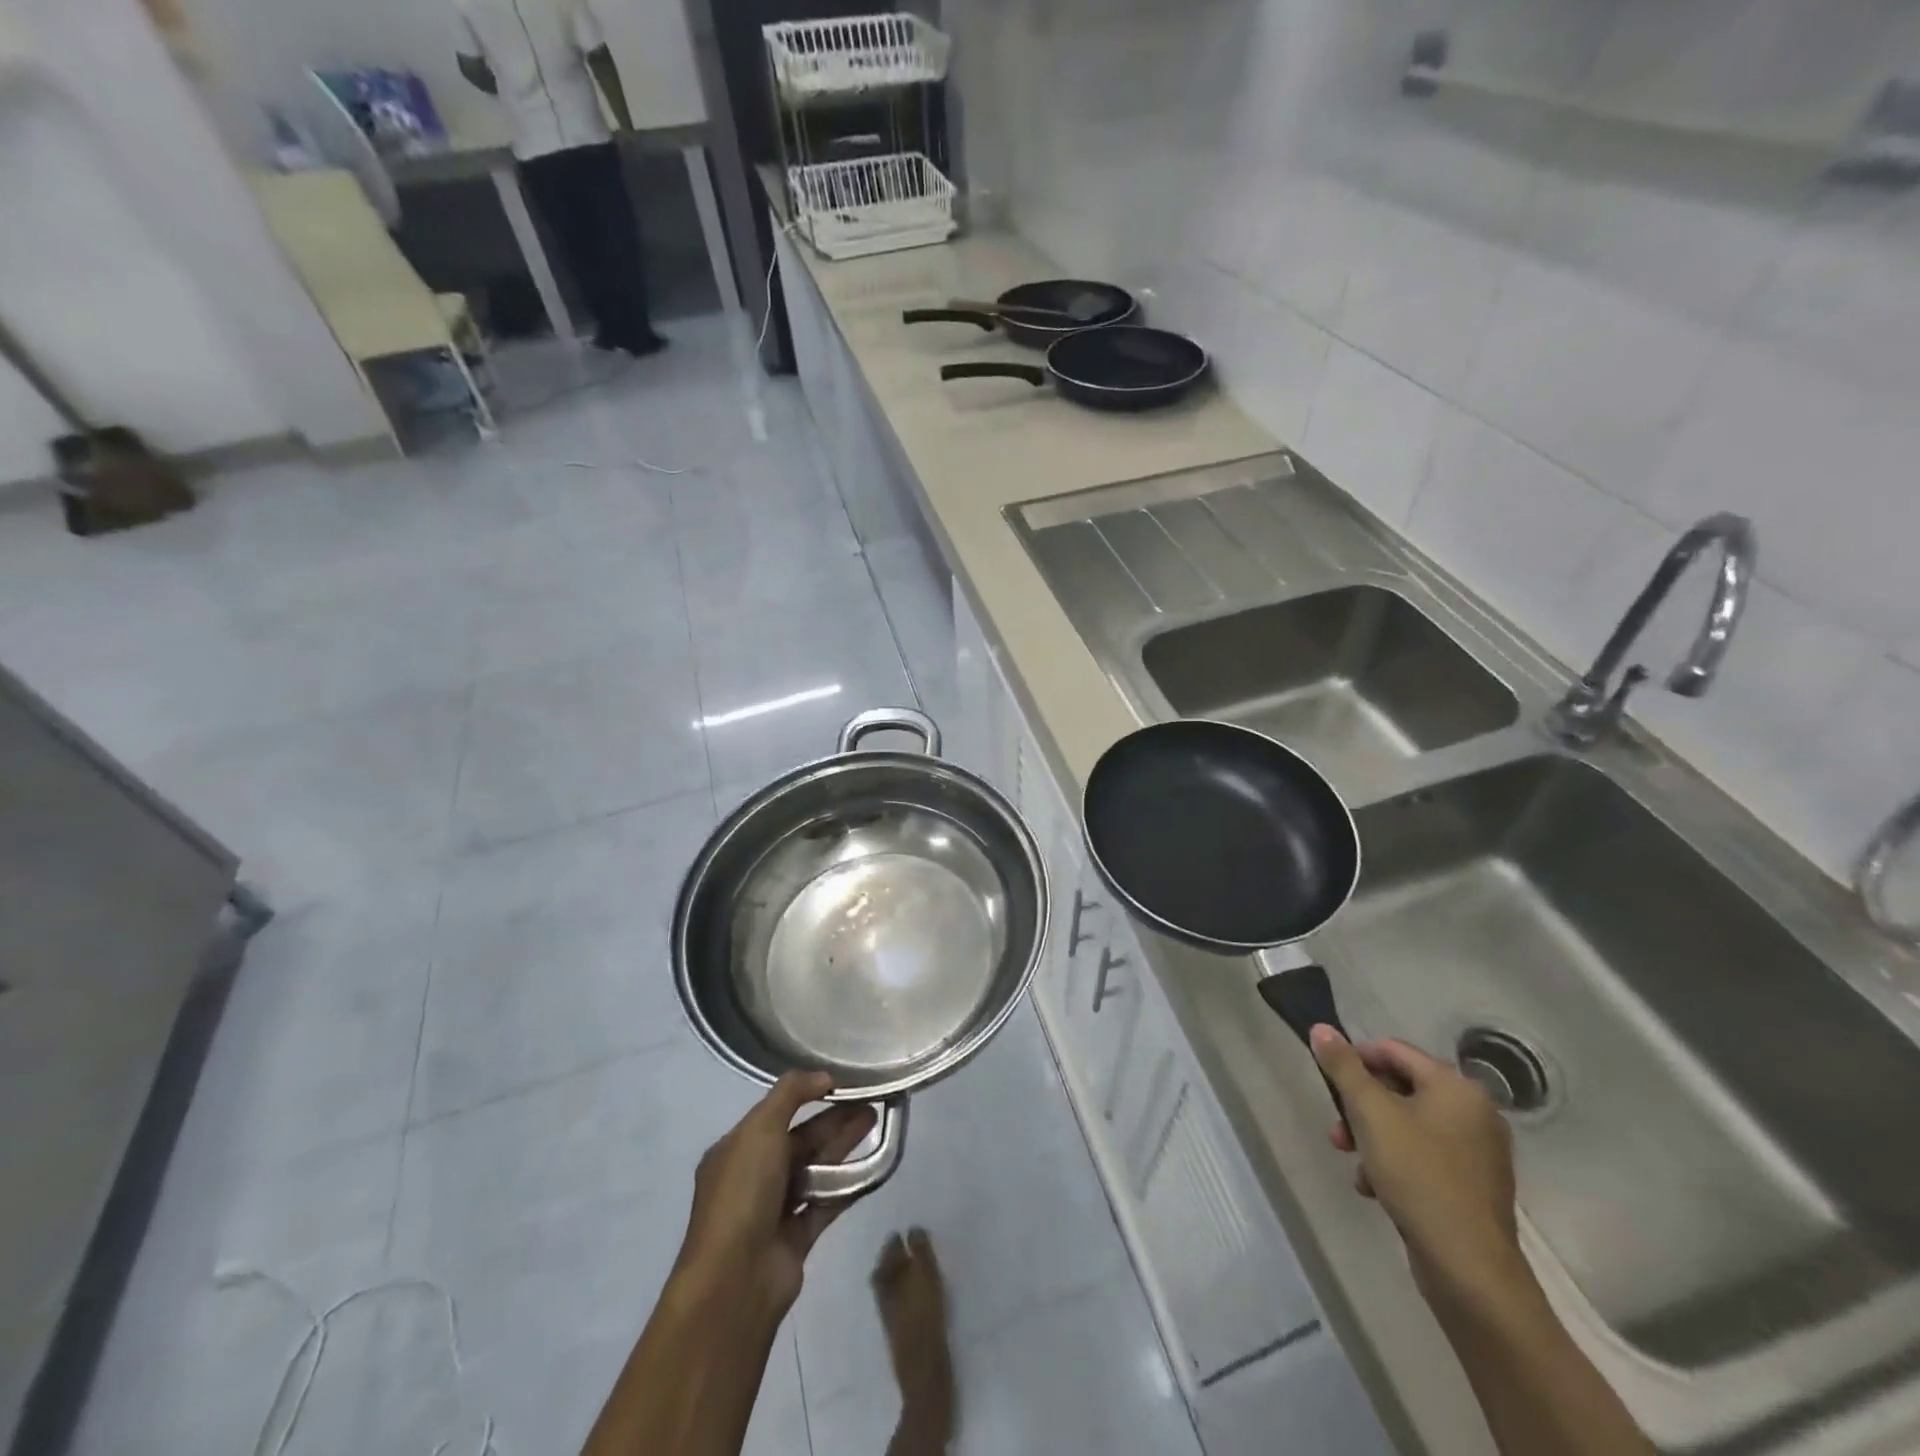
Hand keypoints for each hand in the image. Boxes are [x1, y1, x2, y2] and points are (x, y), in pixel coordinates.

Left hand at [674, 1072, 876, 1317]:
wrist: (736, 1280)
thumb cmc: (743, 1194)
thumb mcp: (760, 1129)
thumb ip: (791, 1094)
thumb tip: (823, 1076)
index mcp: (735, 1150)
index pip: (774, 1114)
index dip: (806, 1095)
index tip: (840, 1082)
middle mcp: (753, 1177)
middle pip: (799, 1139)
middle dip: (833, 1119)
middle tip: (870, 1099)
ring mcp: (775, 1209)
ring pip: (816, 1168)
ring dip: (844, 1144)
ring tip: (876, 1119)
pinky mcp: (797, 1237)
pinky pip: (827, 1201)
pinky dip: (848, 1182)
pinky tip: (874, 1164)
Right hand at [1310, 1027, 1524, 1308]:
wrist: (1469, 1269)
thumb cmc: (1418, 1175)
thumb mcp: (1370, 1113)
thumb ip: (1343, 1067)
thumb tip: (1321, 1028)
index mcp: (1457, 1087)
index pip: (1395, 1051)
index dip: (1356, 1058)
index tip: (1327, 1080)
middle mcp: (1475, 1113)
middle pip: (1401, 1088)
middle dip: (1360, 1106)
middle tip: (1336, 1129)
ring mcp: (1478, 1152)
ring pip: (1409, 1125)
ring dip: (1372, 1136)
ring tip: (1350, 1160)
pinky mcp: (1473, 1186)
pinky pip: (1424, 1156)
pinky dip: (1395, 1162)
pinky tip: (1374, 1186)